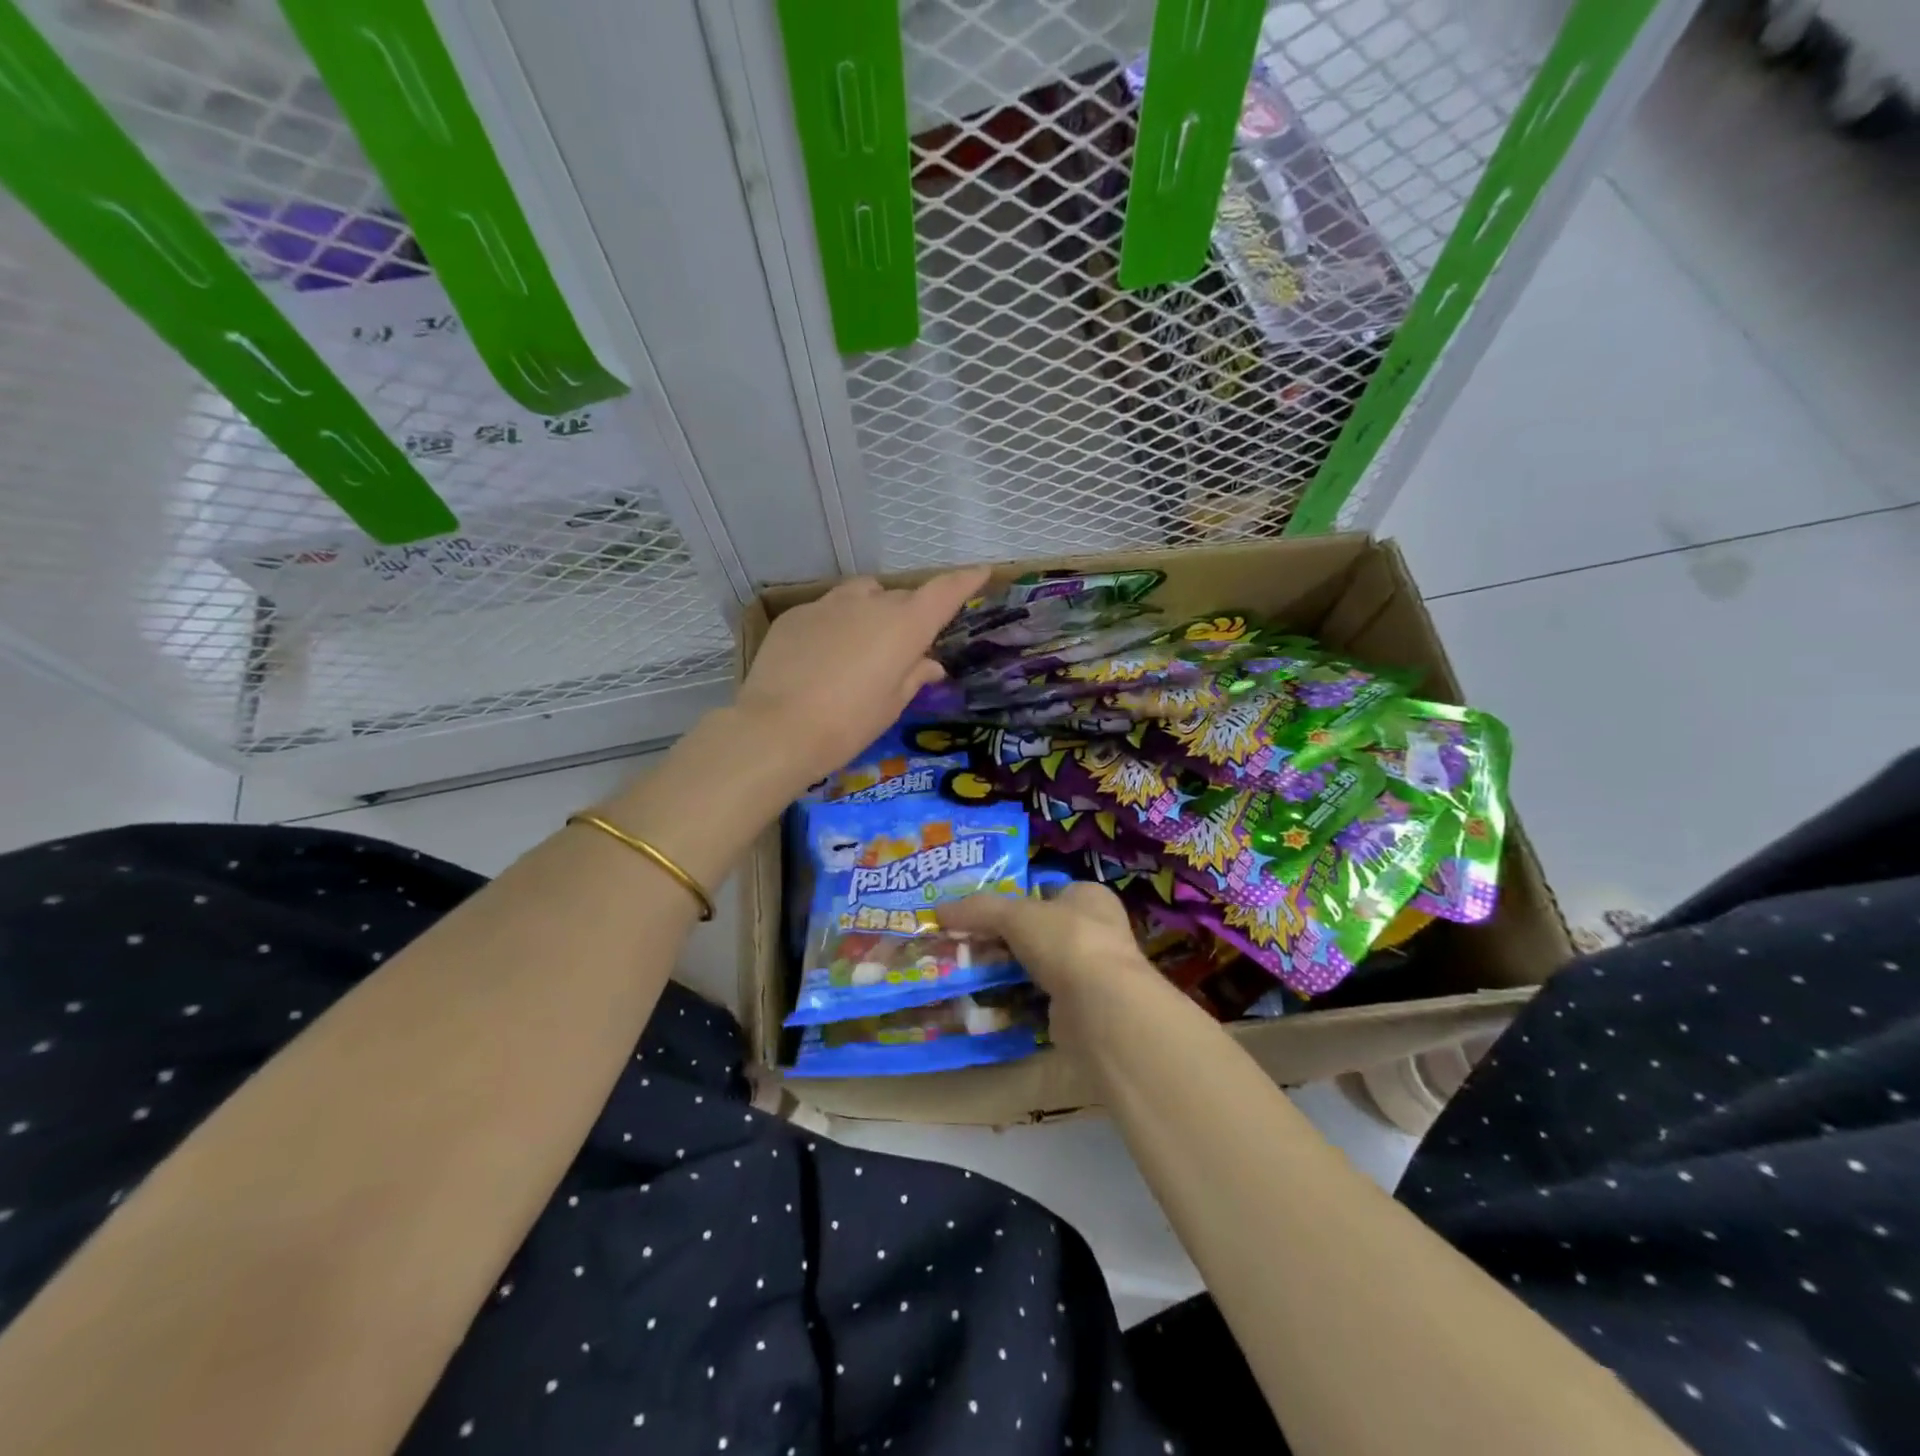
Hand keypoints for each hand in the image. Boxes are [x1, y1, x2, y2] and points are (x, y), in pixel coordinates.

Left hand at [737, 567, 989, 788]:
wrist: (776, 728)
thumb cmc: (848, 724)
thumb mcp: (891, 705)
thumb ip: (914, 676)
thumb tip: (929, 663)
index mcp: (905, 625)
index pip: (944, 591)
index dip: (965, 580)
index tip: (981, 571)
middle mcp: (871, 603)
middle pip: (901, 598)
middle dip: (909, 615)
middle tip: (903, 649)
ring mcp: (829, 604)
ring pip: (862, 595)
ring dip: (872, 611)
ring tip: (862, 645)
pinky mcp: (797, 614)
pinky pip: (828, 610)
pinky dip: (837, 624)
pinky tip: (823, 656)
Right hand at [939, 882, 1160, 1041]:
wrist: (1100, 1007)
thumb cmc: (1066, 941)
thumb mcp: (1015, 915)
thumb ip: (979, 910)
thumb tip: (939, 910)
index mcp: (1090, 897)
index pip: (1048, 890)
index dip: (1017, 897)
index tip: (981, 909)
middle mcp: (1096, 930)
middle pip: (1040, 928)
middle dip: (1006, 936)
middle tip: (967, 941)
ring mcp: (1091, 971)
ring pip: (1039, 964)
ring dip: (1010, 968)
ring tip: (970, 969)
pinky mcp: (1081, 1008)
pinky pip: (1040, 997)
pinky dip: (1017, 998)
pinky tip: (990, 999)